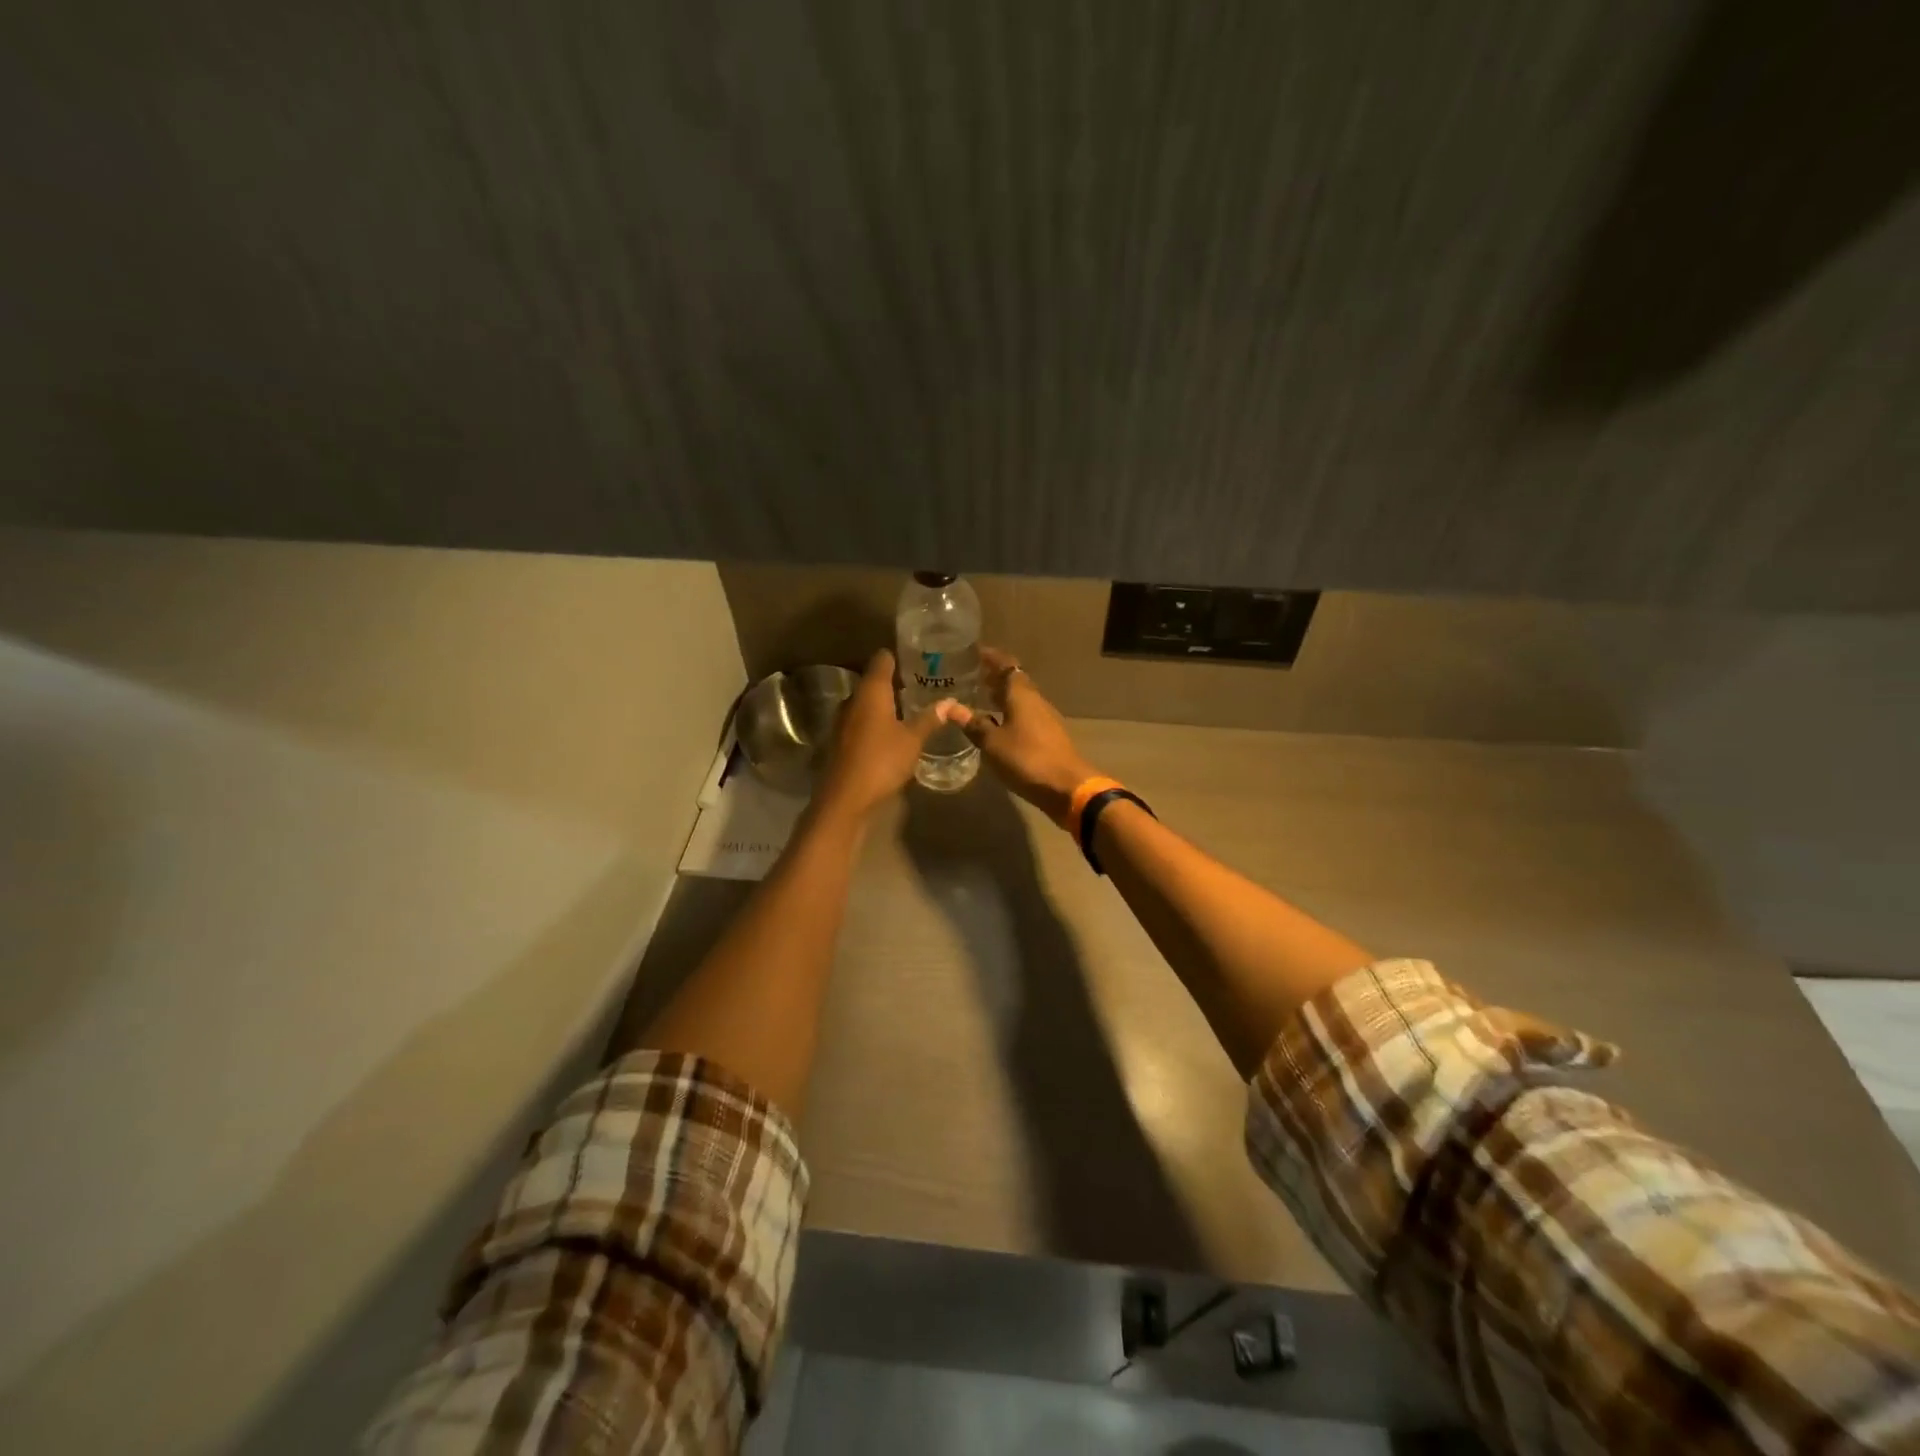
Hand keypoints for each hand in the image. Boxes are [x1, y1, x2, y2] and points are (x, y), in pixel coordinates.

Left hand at [815, 650, 953, 820]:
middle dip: (896, 682)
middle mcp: (853, 699)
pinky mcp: (841, 740)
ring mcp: (843, 720)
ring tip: (912, 708)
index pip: (882, 659)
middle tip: (923, 685)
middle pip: (874, 681)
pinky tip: (894, 732)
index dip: (898, 656)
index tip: (918, 658)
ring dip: (886, 704)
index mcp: (871, 691)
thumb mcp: (912, 740)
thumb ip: (930, 718)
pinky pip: (862, 721)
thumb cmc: (881, 761)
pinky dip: (877, 721)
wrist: (845, 798)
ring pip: (867, 703)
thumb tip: (951, 702)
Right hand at [947, 648, 1097, 824]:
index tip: (974, 652)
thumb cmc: (1027, 759)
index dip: (991, 657)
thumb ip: (973, 724)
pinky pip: (1025, 715)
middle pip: (1015, 681)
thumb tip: (950, 707)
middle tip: (972, 676)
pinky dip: (1009, 713)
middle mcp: (1035, 701)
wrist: (1067, 787)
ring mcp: (1045, 719)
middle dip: (995, 676)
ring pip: (1020, 699)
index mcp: (1022, 695)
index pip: (1006, 665)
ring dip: (1002, 696)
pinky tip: (997, 725)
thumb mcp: (992, 743)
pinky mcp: (1048, 736)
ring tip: (981, 698)